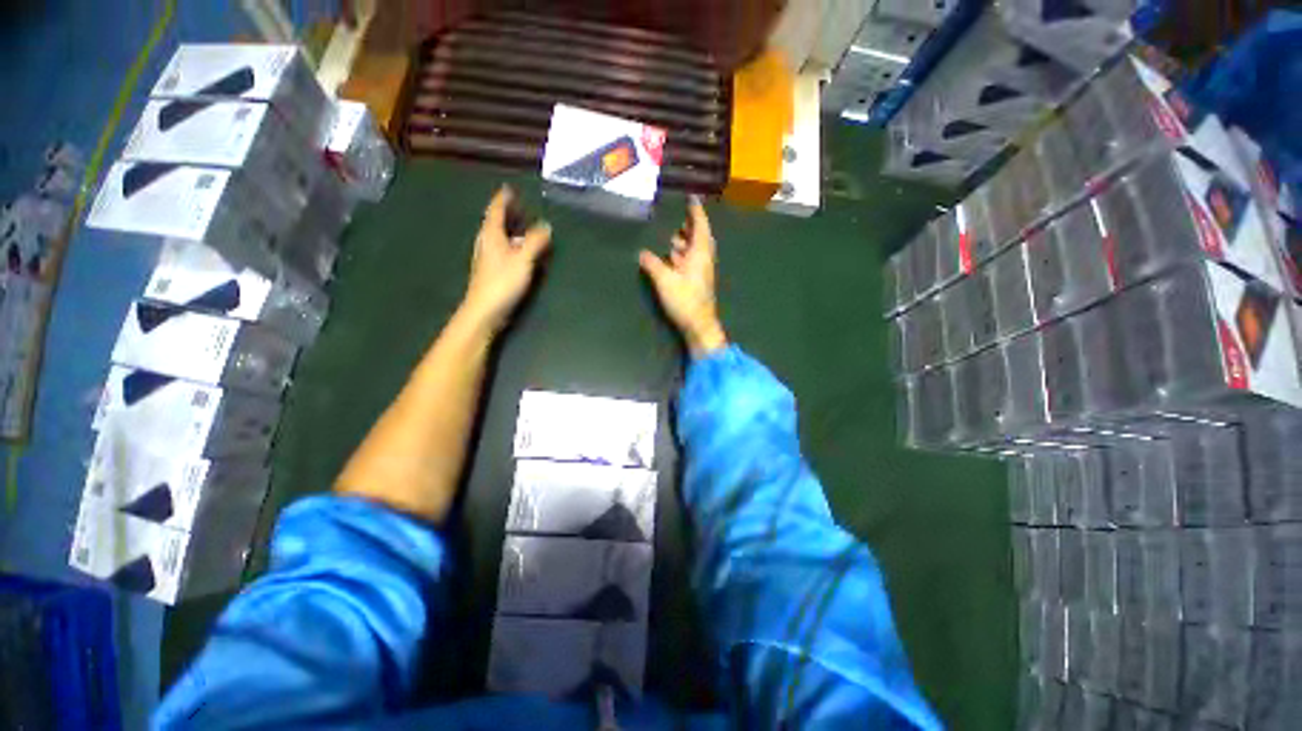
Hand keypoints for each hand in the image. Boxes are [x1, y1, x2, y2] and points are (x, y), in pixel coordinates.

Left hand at [461, 186, 551, 333]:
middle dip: (506, 214)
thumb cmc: (502, 282)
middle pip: (495, 223)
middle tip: (519, 206)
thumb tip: (546, 225)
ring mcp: (488, 258)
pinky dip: (512, 245)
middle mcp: (487, 243)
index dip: (503, 199)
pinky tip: (520, 252)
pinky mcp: (492, 272)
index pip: (495, 211)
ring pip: (499, 238)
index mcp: (491, 236)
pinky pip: (503, 251)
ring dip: (510, 230)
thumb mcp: (523, 260)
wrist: (485, 311)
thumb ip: (535, 242)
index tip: (509, 189)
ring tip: (522, 227)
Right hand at [639, 197, 726, 357]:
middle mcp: (704, 259)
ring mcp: (702, 271)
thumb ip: (653, 264)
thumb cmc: (684, 300)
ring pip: (696, 250)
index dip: (696, 211)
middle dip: (691, 226)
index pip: (700, 226)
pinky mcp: (699, 281)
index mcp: (700, 253)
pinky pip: (693, 261)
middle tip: (681, 218)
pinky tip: (673, 258)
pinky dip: (684, 255)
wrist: (699, 324)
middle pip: (700, 237)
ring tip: (673, 237)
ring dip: (687, 241)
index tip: (692, 198)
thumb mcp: (664, 280)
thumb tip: (642, 253)